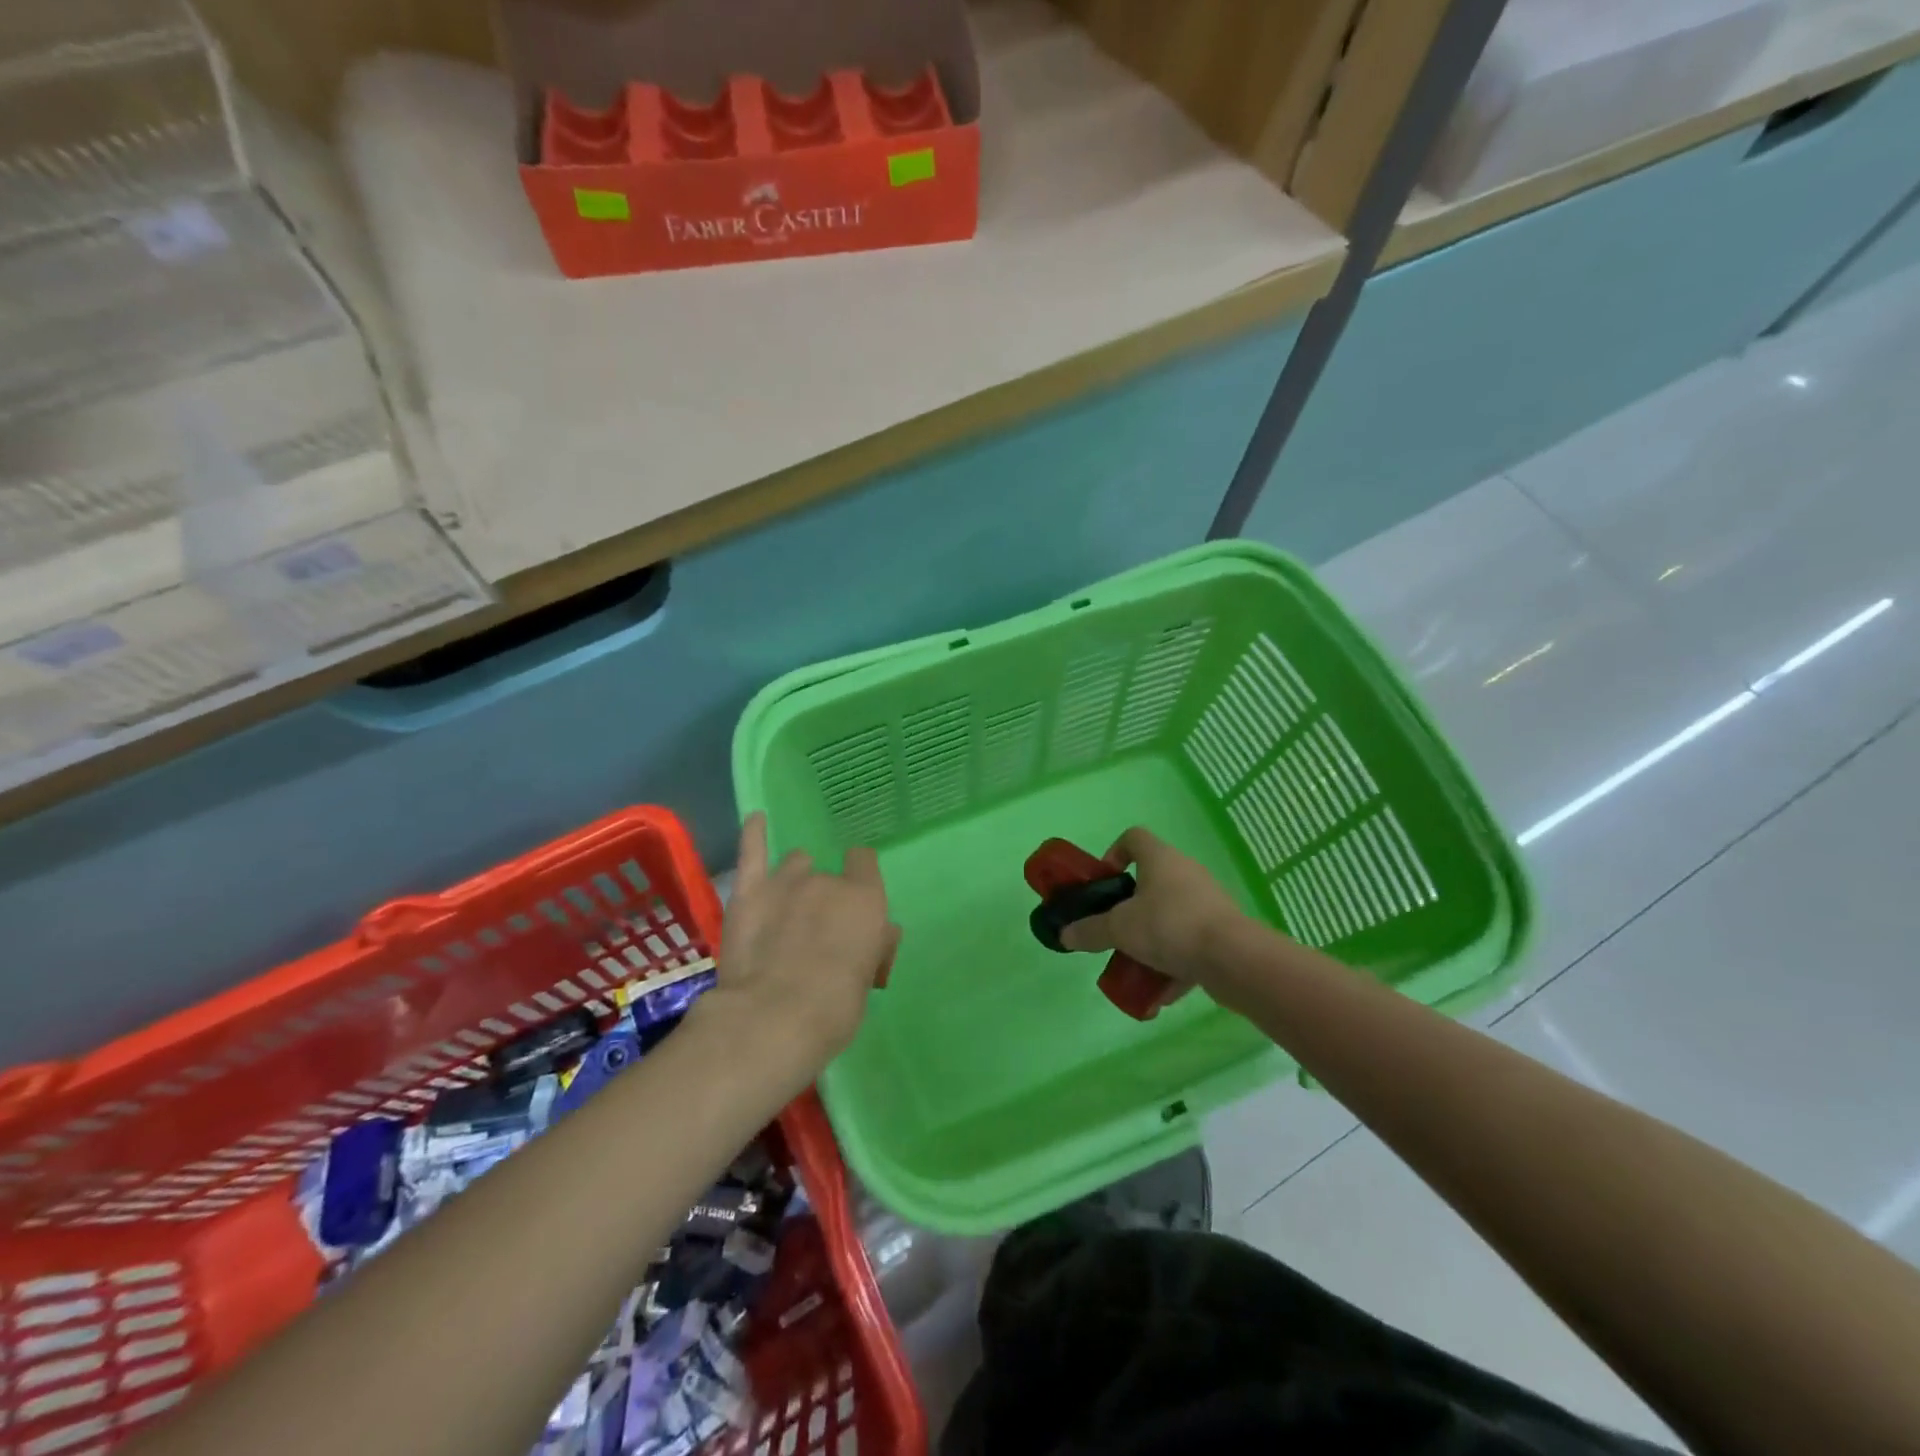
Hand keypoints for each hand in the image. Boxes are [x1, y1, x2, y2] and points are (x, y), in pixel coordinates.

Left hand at [698, 814, 898, 1079]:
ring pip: (794, 865)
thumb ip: (871, 945)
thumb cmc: (834, 1009)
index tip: (853, 906)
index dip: (859, 880)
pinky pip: (752, 850)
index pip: (865, 864)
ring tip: (785, 909)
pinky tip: (756, 818)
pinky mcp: (749, 891)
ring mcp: (785, 881)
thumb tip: (879, 933)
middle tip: (814, 935)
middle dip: (823, 898)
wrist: (773, 1019)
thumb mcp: (867, 978)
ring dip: (794, 881)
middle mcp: (828, 881)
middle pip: (828, 875)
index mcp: (865, 899)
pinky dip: (754, 833)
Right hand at [1060, 827, 1250, 1005]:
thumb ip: (1090, 931)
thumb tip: (1064, 935)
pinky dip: (1174, 962)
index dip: (1114, 853)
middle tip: (1115, 930)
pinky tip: (1161, 990)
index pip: (1134, 838)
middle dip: (1129, 908)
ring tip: (1136, 964)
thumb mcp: (1119, 929)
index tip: (1104, 882)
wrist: (1234, 959)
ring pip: (1170, 915)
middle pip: (1151, 880)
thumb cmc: (1170, 927)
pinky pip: (1190, 942)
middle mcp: (1186, 872)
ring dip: (1151, 938)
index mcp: (1160, 859)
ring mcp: (1208, 901)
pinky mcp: (1223, 930)